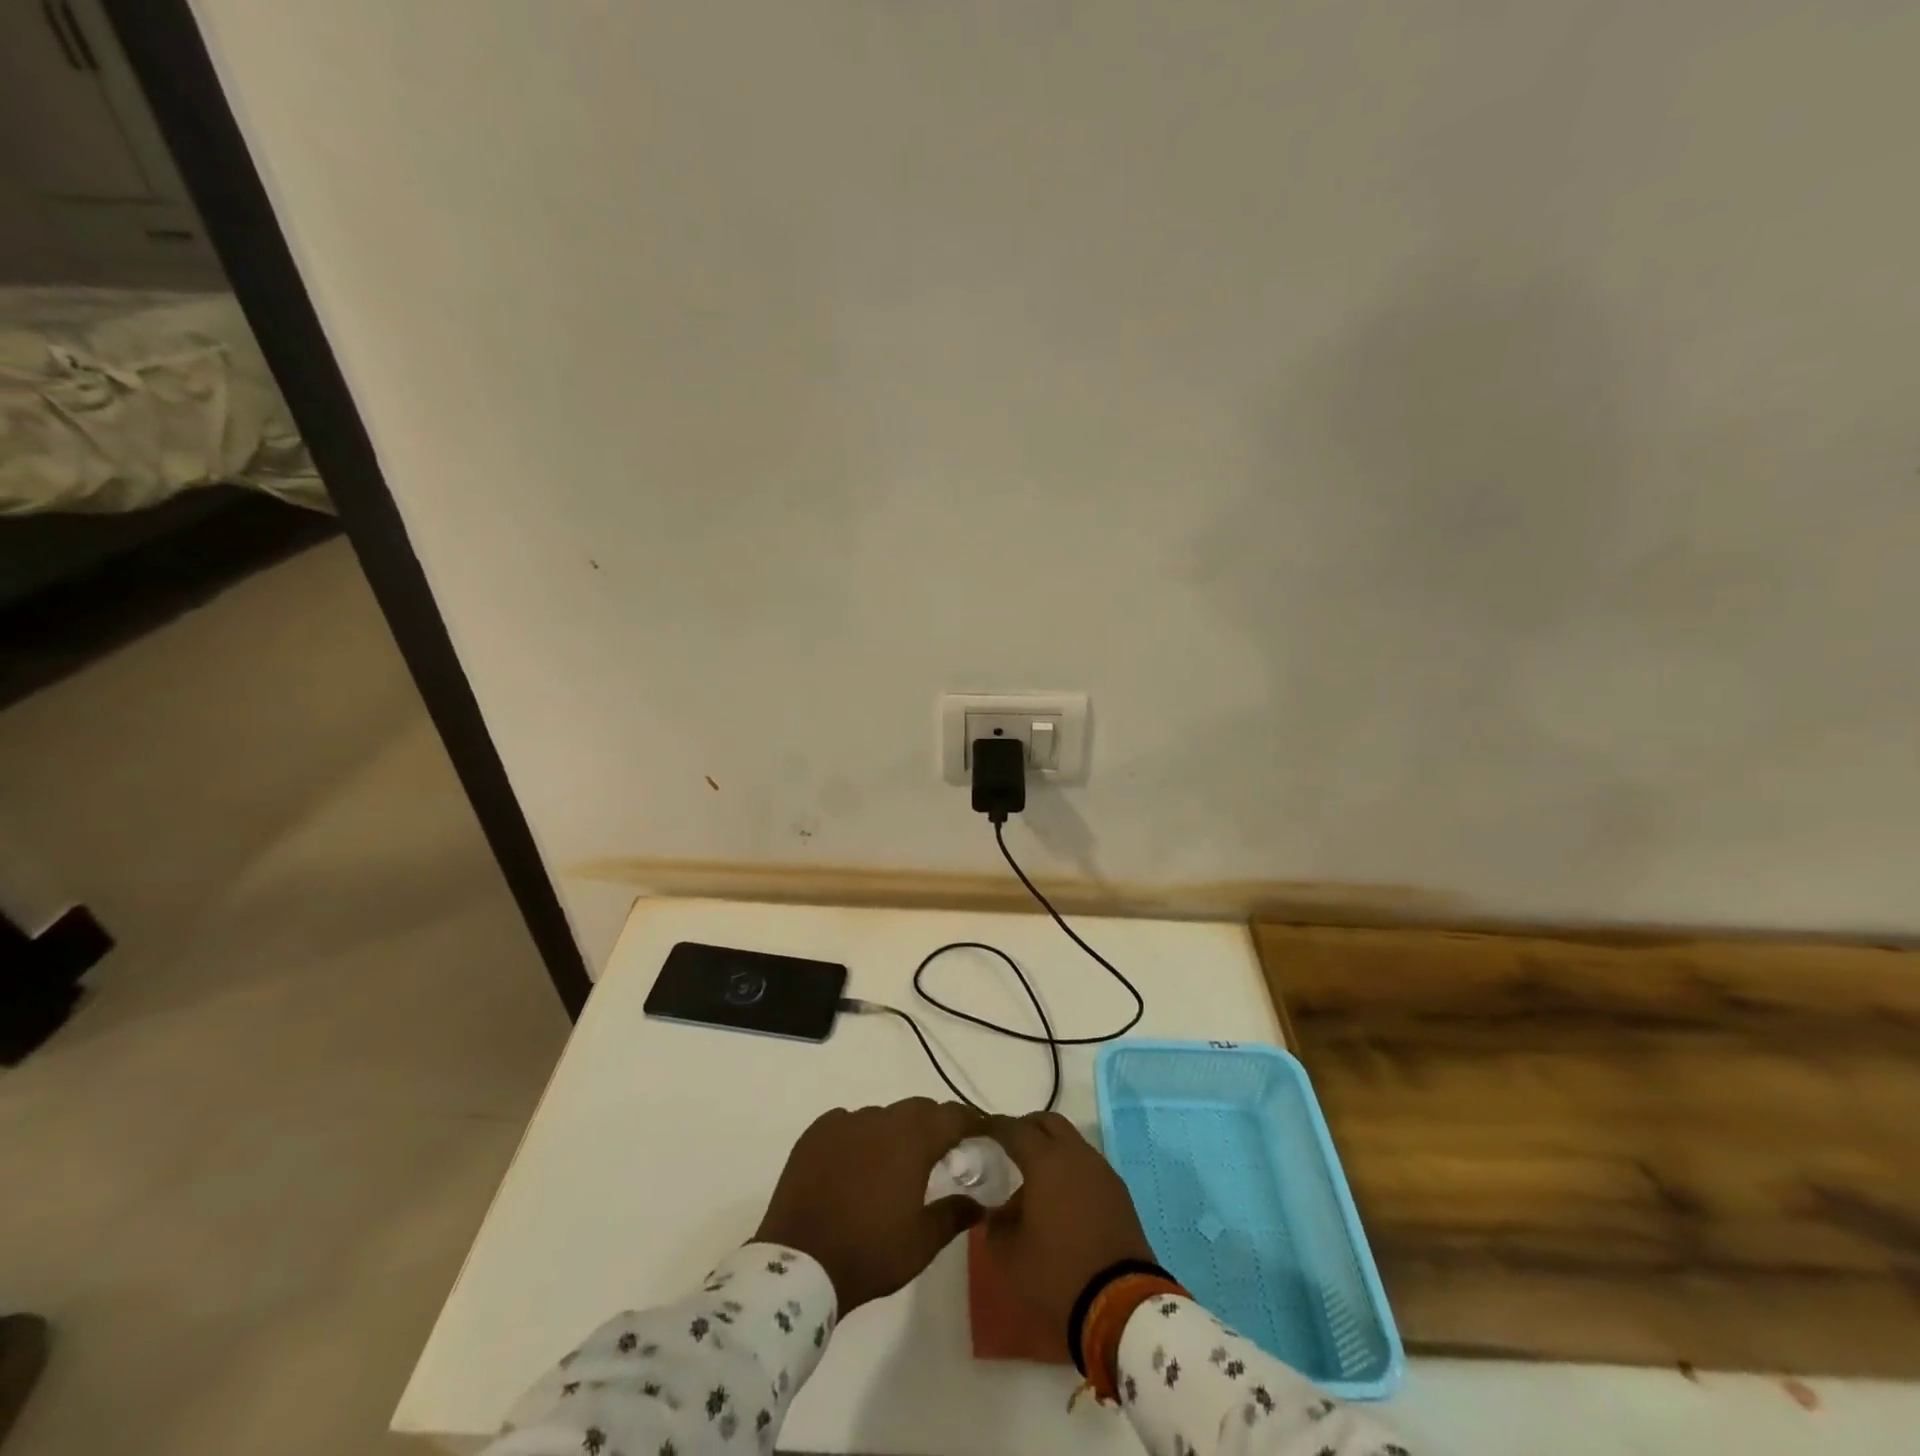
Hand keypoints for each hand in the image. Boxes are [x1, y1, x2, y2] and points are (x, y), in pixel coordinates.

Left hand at [755, 1098, 986, 1312]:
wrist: (799, 1264)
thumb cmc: (869, 1253)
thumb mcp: (922, 1243)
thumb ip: (955, 1214)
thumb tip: (982, 1201)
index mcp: (912, 1139)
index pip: (952, 1116)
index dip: (971, 1121)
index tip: (983, 1132)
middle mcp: (881, 1119)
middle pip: (918, 1110)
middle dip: (935, 1125)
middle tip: (942, 1152)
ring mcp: (845, 1122)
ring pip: (882, 1116)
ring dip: (895, 1132)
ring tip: (895, 1163)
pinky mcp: (816, 1133)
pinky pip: (848, 1123)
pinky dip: (860, 1137)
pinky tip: (857, 1163)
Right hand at [980, 1111, 1156, 1349]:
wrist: (1121, 1305)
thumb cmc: (1057, 1273)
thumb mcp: (1009, 1255)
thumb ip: (996, 1223)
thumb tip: (996, 1210)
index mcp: (1046, 1160)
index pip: (1014, 1129)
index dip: (994, 1127)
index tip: (979, 1131)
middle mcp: (1075, 1154)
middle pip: (1048, 1122)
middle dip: (1026, 1128)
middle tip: (1008, 1147)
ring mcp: (1101, 1170)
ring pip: (1071, 1142)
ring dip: (1051, 1149)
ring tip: (1034, 1178)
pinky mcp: (1118, 1192)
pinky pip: (1087, 1165)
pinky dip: (1070, 1169)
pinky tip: (1061, 1197)